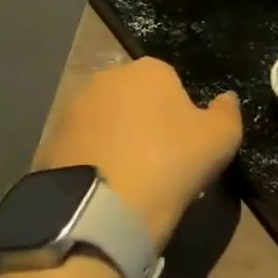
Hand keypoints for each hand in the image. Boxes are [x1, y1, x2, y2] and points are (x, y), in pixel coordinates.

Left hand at [35, 57, 241, 244]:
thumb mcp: (220, 139)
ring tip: (129, 180)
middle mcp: (107, 77)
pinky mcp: (50, 139)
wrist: (102, 208)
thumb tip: (225, 99)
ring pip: (106, 121)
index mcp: (149, 70)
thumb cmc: (171, 163)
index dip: (180, 116)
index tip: (184, 147)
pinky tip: (104, 188)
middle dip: (145, 123)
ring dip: (117, 141)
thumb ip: (227, 113)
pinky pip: (83, 146)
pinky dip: (94, 161)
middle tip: (159, 164)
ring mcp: (73, 107)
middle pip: (135, 99)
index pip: (172, 84)